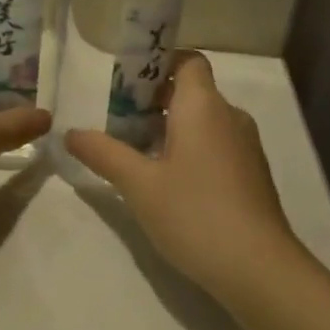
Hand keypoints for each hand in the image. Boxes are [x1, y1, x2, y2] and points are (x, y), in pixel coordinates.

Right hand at [65, 52, 307, 295]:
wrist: (258, 268)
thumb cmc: (194, 214)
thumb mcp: (139, 185)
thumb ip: (104, 153)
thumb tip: (70, 133)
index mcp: (204, 106)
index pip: (188, 60)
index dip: (158, 63)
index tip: (125, 84)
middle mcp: (229, 116)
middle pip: (191, 91)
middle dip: (152, 101)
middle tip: (116, 123)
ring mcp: (245, 146)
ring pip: (203, 121)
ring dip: (169, 129)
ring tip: (134, 154)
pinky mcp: (250, 174)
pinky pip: (215, 145)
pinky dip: (190, 150)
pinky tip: (167, 183)